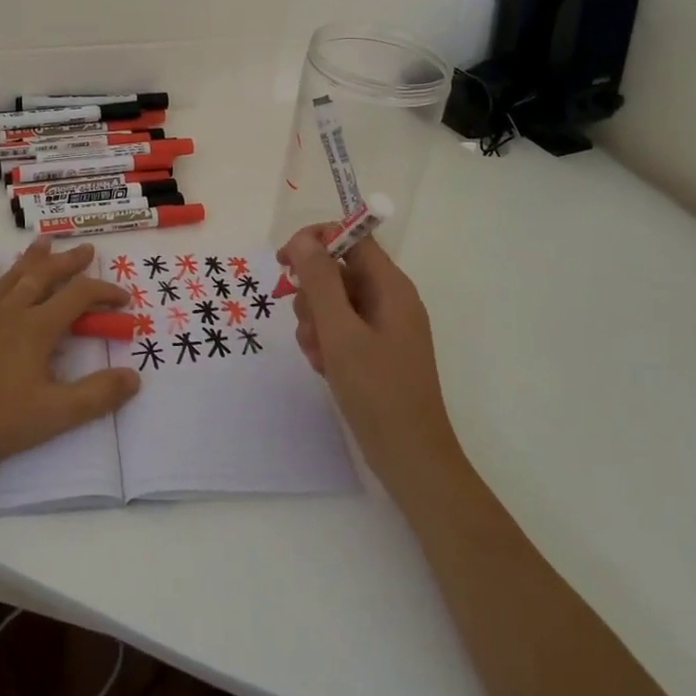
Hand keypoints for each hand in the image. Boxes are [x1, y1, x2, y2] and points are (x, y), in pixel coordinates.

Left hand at [0, 239, 141, 471]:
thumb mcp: (52, 414)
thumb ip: (96, 395)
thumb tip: (134, 378)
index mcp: (36, 328)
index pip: (78, 297)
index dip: (104, 293)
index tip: (123, 299)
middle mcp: (10, 312)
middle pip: (44, 277)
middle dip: (69, 262)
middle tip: (87, 249)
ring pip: (10, 278)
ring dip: (30, 259)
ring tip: (44, 242)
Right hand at [280, 226, 464, 503]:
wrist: (410, 458)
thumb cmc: (377, 391)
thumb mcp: (340, 332)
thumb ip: (320, 281)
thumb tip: (304, 239)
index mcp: (391, 286)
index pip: (352, 238)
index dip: (316, 241)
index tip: (285, 262)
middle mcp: (390, 299)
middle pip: (338, 270)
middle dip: (312, 294)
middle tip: (309, 326)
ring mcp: (383, 326)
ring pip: (334, 301)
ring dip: (314, 322)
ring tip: (318, 354)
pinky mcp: (376, 350)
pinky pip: (341, 328)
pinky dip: (325, 341)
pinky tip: (323, 366)